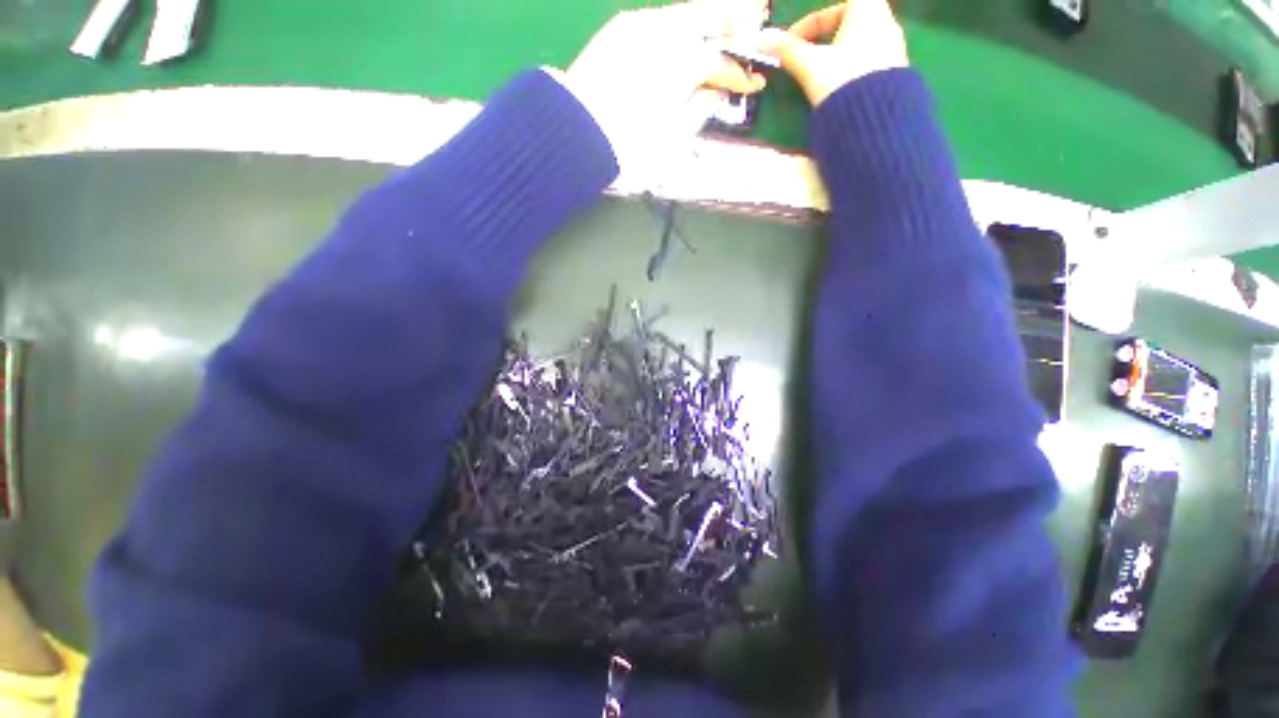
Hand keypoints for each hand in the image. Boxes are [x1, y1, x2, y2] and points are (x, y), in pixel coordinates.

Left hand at [560, 0, 769, 186]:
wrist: (577, 132)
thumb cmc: (628, 144)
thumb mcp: (671, 136)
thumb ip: (699, 109)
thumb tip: (716, 94)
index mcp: (684, 63)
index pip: (721, 66)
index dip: (740, 76)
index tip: (756, 83)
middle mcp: (668, 33)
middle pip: (711, 16)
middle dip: (738, 15)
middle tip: (759, 13)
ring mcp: (643, 26)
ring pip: (687, 12)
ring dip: (712, 11)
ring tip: (734, 11)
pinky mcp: (623, 28)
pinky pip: (664, 17)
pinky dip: (683, 19)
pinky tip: (691, 26)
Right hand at [763, 1, 908, 106]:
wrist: (873, 119)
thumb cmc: (841, 80)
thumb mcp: (810, 65)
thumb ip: (788, 51)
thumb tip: (763, 40)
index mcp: (868, 9)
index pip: (833, 9)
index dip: (807, 26)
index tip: (790, 46)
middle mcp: (886, 22)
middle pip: (847, 24)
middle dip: (822, 42)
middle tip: (804, 61)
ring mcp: (894, 47)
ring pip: (858, 44)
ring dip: (835, 57)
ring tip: (819, 78)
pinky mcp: (895, 72)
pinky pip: (868, 62)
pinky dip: (849, 70)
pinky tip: (837, 89)